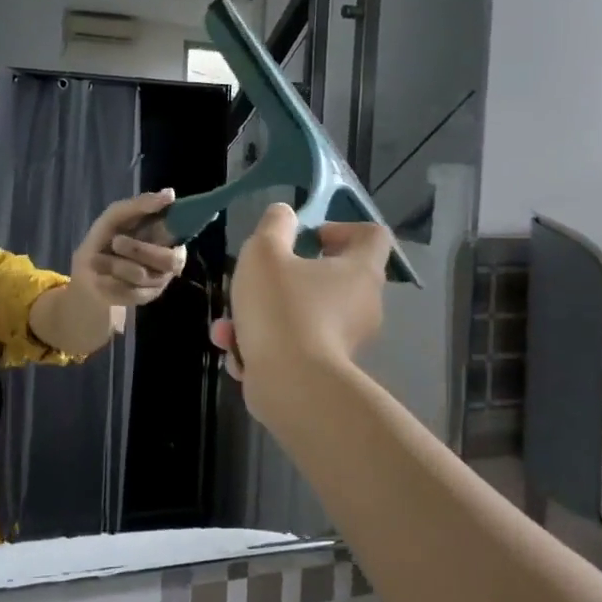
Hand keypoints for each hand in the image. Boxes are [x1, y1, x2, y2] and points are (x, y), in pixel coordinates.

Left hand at [71, 188, 188, 308]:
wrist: (87, 269)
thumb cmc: (107, 236)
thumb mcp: (117, 215)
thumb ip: (142, 204)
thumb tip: (171, 193)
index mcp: (170, 236)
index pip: (183, 234)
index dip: (171, 233)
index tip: (156, 230)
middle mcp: (171, 261)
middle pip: (168, 260)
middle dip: (138, 250)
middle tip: (116, 241)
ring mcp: (159, 282)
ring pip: (142, 275)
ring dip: (115, 264)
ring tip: (99, 259)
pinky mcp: (145, 298)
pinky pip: (130, 291)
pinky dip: (110, 280)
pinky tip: (103, 275)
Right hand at [209, 203, 390, 421]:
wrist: (292, 387)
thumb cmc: (283, 309)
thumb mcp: (265, 254)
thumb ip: (273, 227)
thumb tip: (284, 214)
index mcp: (359, 271)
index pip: (372, 235)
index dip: (341, 228)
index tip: (308, 238)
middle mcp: (362, 305)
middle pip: (330, 278)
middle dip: (285, 278)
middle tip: (259, 280)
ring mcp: (346, 342)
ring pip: (302, 316)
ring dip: (263, 316)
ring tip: (229, 326)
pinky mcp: (325, 372)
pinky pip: (295, 347)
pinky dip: (267, 347)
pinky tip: (237, 352)